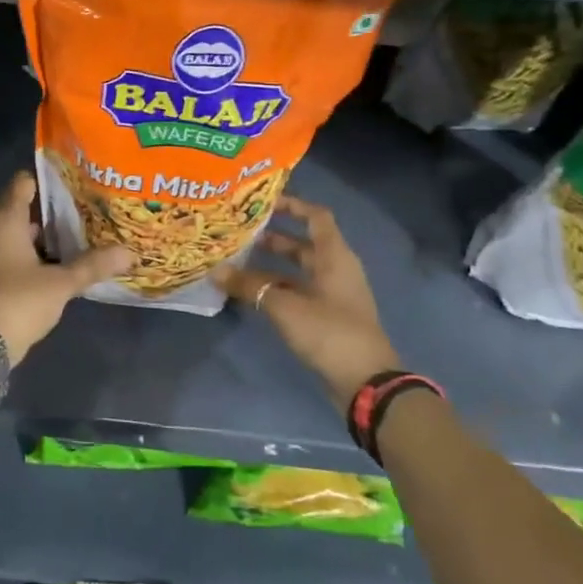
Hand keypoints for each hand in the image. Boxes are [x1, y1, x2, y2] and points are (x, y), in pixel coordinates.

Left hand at [0, 172, 130, 362]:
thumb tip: (129, 252)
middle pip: (19, 207)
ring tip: (73, 235)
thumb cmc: (19, 301)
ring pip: (14, 232)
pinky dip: (28, 253)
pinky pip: (8, 252)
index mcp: (5, 220)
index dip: (47, 180)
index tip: (74, 182)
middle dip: (48, 209)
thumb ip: (93, 265)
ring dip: (39, 234)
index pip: (23, 183)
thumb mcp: (61, 283)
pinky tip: (53, 264)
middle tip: (82, 209)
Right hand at [215, 196, 400, 408]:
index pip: (316, 217)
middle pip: (303, 244)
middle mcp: (336, 269)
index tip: (262, 201)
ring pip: (299, 270)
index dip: (292, 205)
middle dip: (273, 237)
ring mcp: (333, 295)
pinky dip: (277, 288)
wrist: (366, 382)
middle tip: (240, 233)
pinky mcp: (327, 317)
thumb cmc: (329, 331)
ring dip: (272, 265)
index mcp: (334, 256)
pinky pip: (298, 291)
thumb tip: (216, 271)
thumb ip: (250, 286)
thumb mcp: (284, 306)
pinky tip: (251, 292)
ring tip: (238, 261)